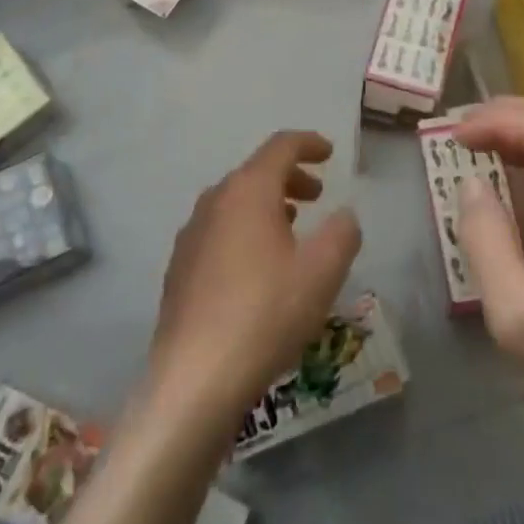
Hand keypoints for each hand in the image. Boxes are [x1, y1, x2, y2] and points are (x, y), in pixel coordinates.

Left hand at [149, 131, 361, 419]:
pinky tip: (257, 268)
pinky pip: (219, 231)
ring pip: (235, 203)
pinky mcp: (179, 269)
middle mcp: (214, 201)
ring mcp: (191, 235)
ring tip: (291, 229)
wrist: (194, 380)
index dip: (309, 144)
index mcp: (248, 190)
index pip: (281, 146)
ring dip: (267, 205)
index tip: (329, 153)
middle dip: (291, 178)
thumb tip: (344, 215)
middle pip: (256, 172)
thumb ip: (343, 233)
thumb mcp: (323, 272)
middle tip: (318, 196)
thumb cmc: (266, 314)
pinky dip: (244, 231)